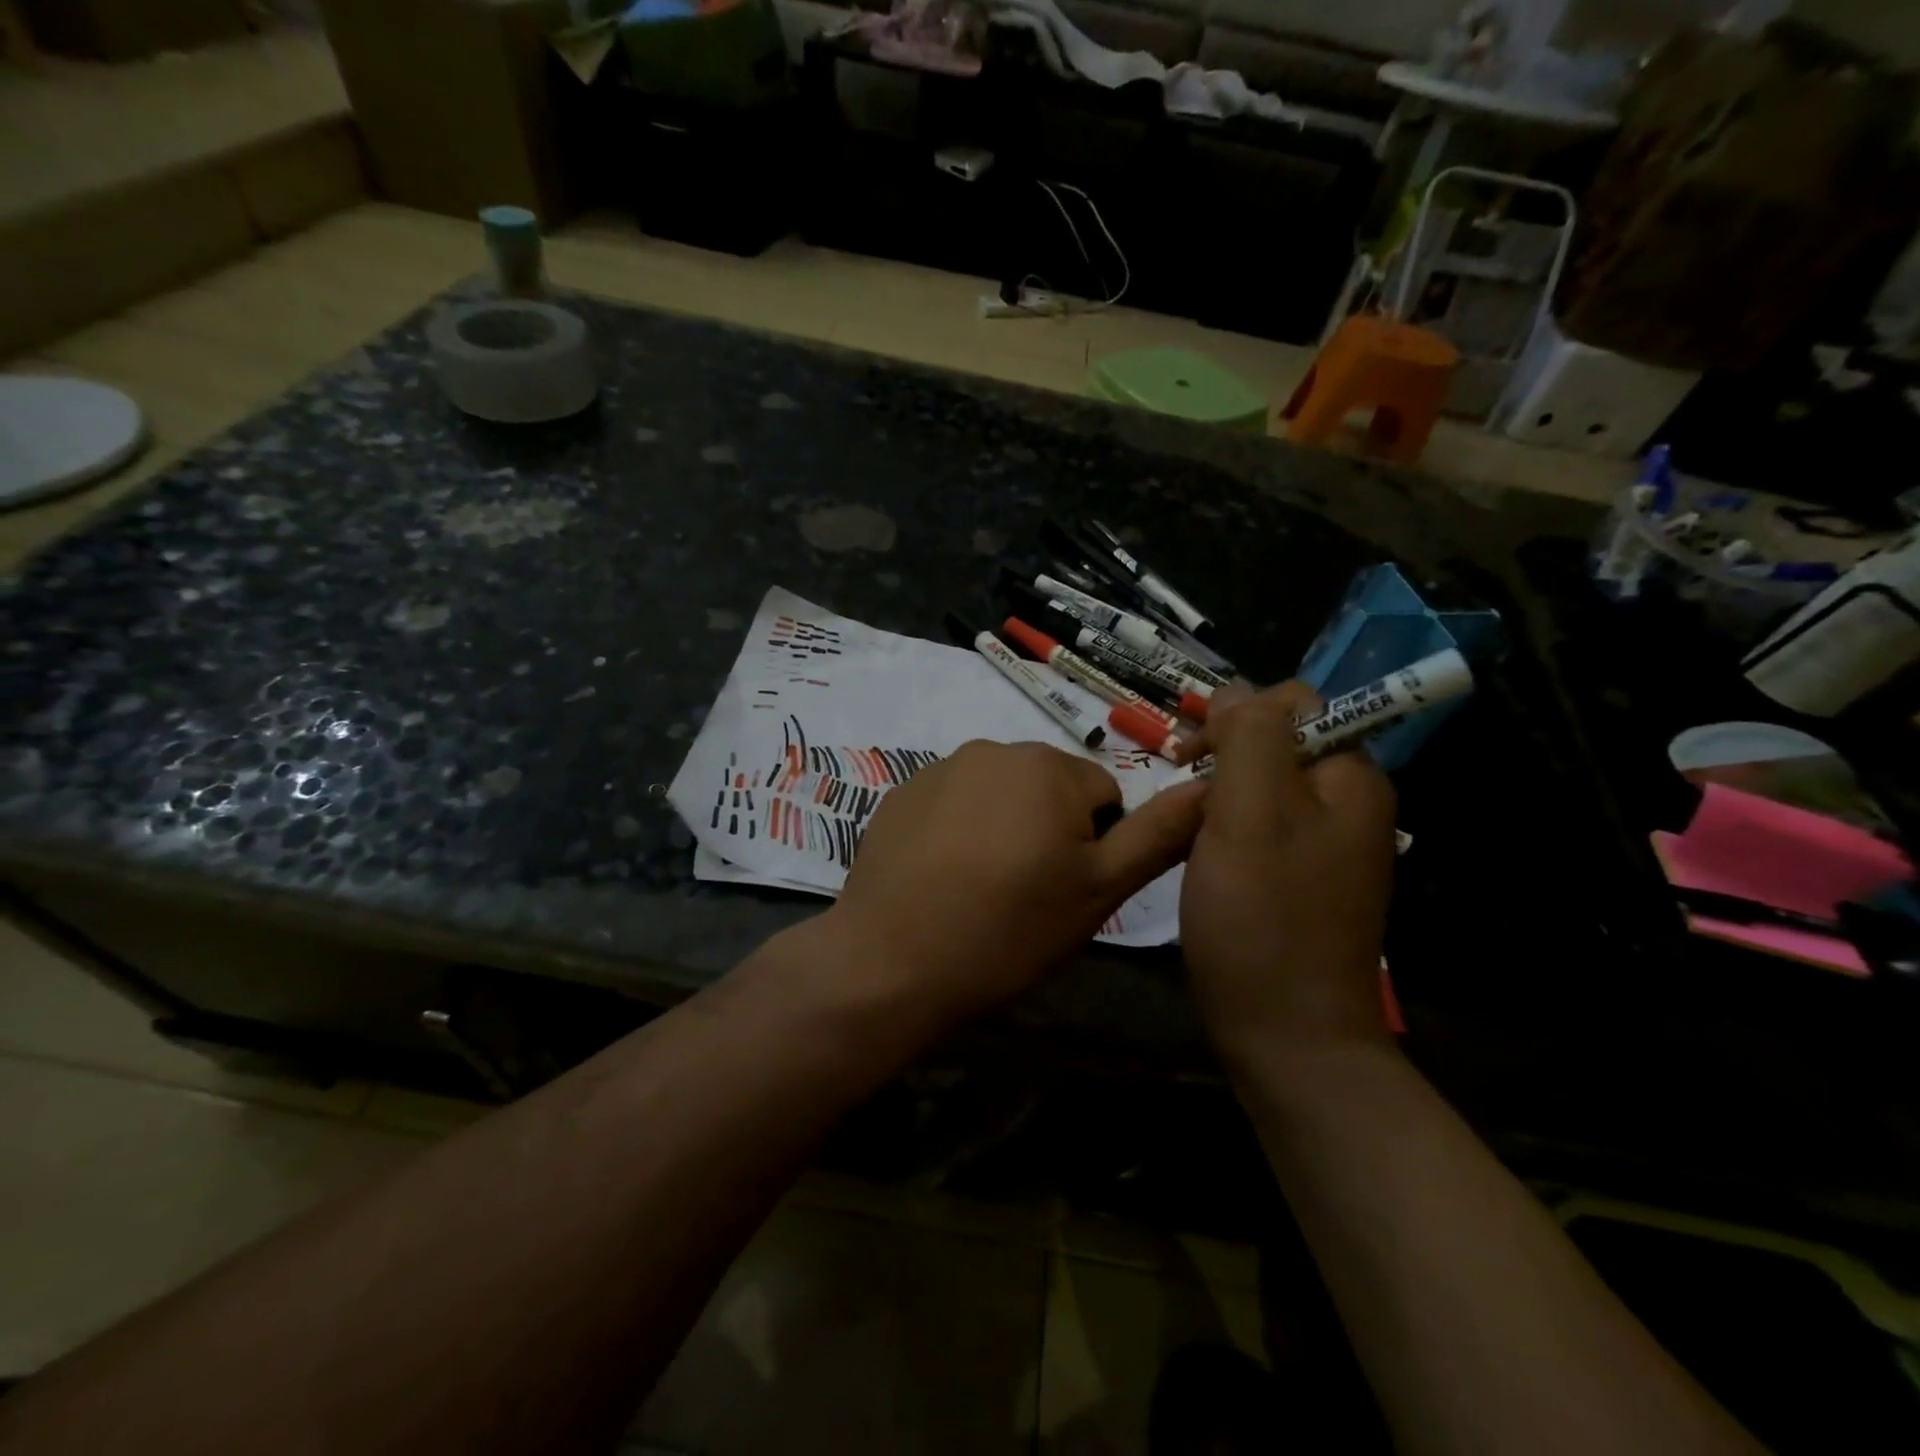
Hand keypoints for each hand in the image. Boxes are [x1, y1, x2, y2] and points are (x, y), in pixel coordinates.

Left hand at [826, 740, 1204, 1024]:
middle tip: (1027, 893)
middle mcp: (993, 748)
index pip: (1104, 794)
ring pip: (1000, 795)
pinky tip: (942, 878)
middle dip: (1050, 830)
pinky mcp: (900, 794)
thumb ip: (1158, 834)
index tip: (1066, 890)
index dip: (1096, 846)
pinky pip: (953, 803)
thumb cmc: (1008, 928)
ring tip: (982, 888)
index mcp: (1047, 765)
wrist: (892, 960)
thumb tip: (1208, 786)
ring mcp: (939, 768)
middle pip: (1049, 788)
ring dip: (1004, 828)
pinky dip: (959, 831)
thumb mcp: (1099, 890)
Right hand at [1179, 682, 1397, 1063]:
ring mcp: (1326, 845)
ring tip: (1185, 829)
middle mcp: (1347, 803)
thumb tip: (1236, 691)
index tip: (1192, 755)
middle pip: (1278, 743)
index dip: (1238, 714)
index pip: (1296, 702)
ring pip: (1262, 786)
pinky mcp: (1301, 879)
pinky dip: (1224, 829)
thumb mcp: (1250, 812)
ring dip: (1218, 794)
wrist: (1288, 1035)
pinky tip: (1201, 856)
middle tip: (1181, 792)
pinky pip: (1260, 828)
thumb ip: (1249, 736)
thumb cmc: (1263, 917)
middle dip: (1223, 755)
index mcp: (1350, 777)